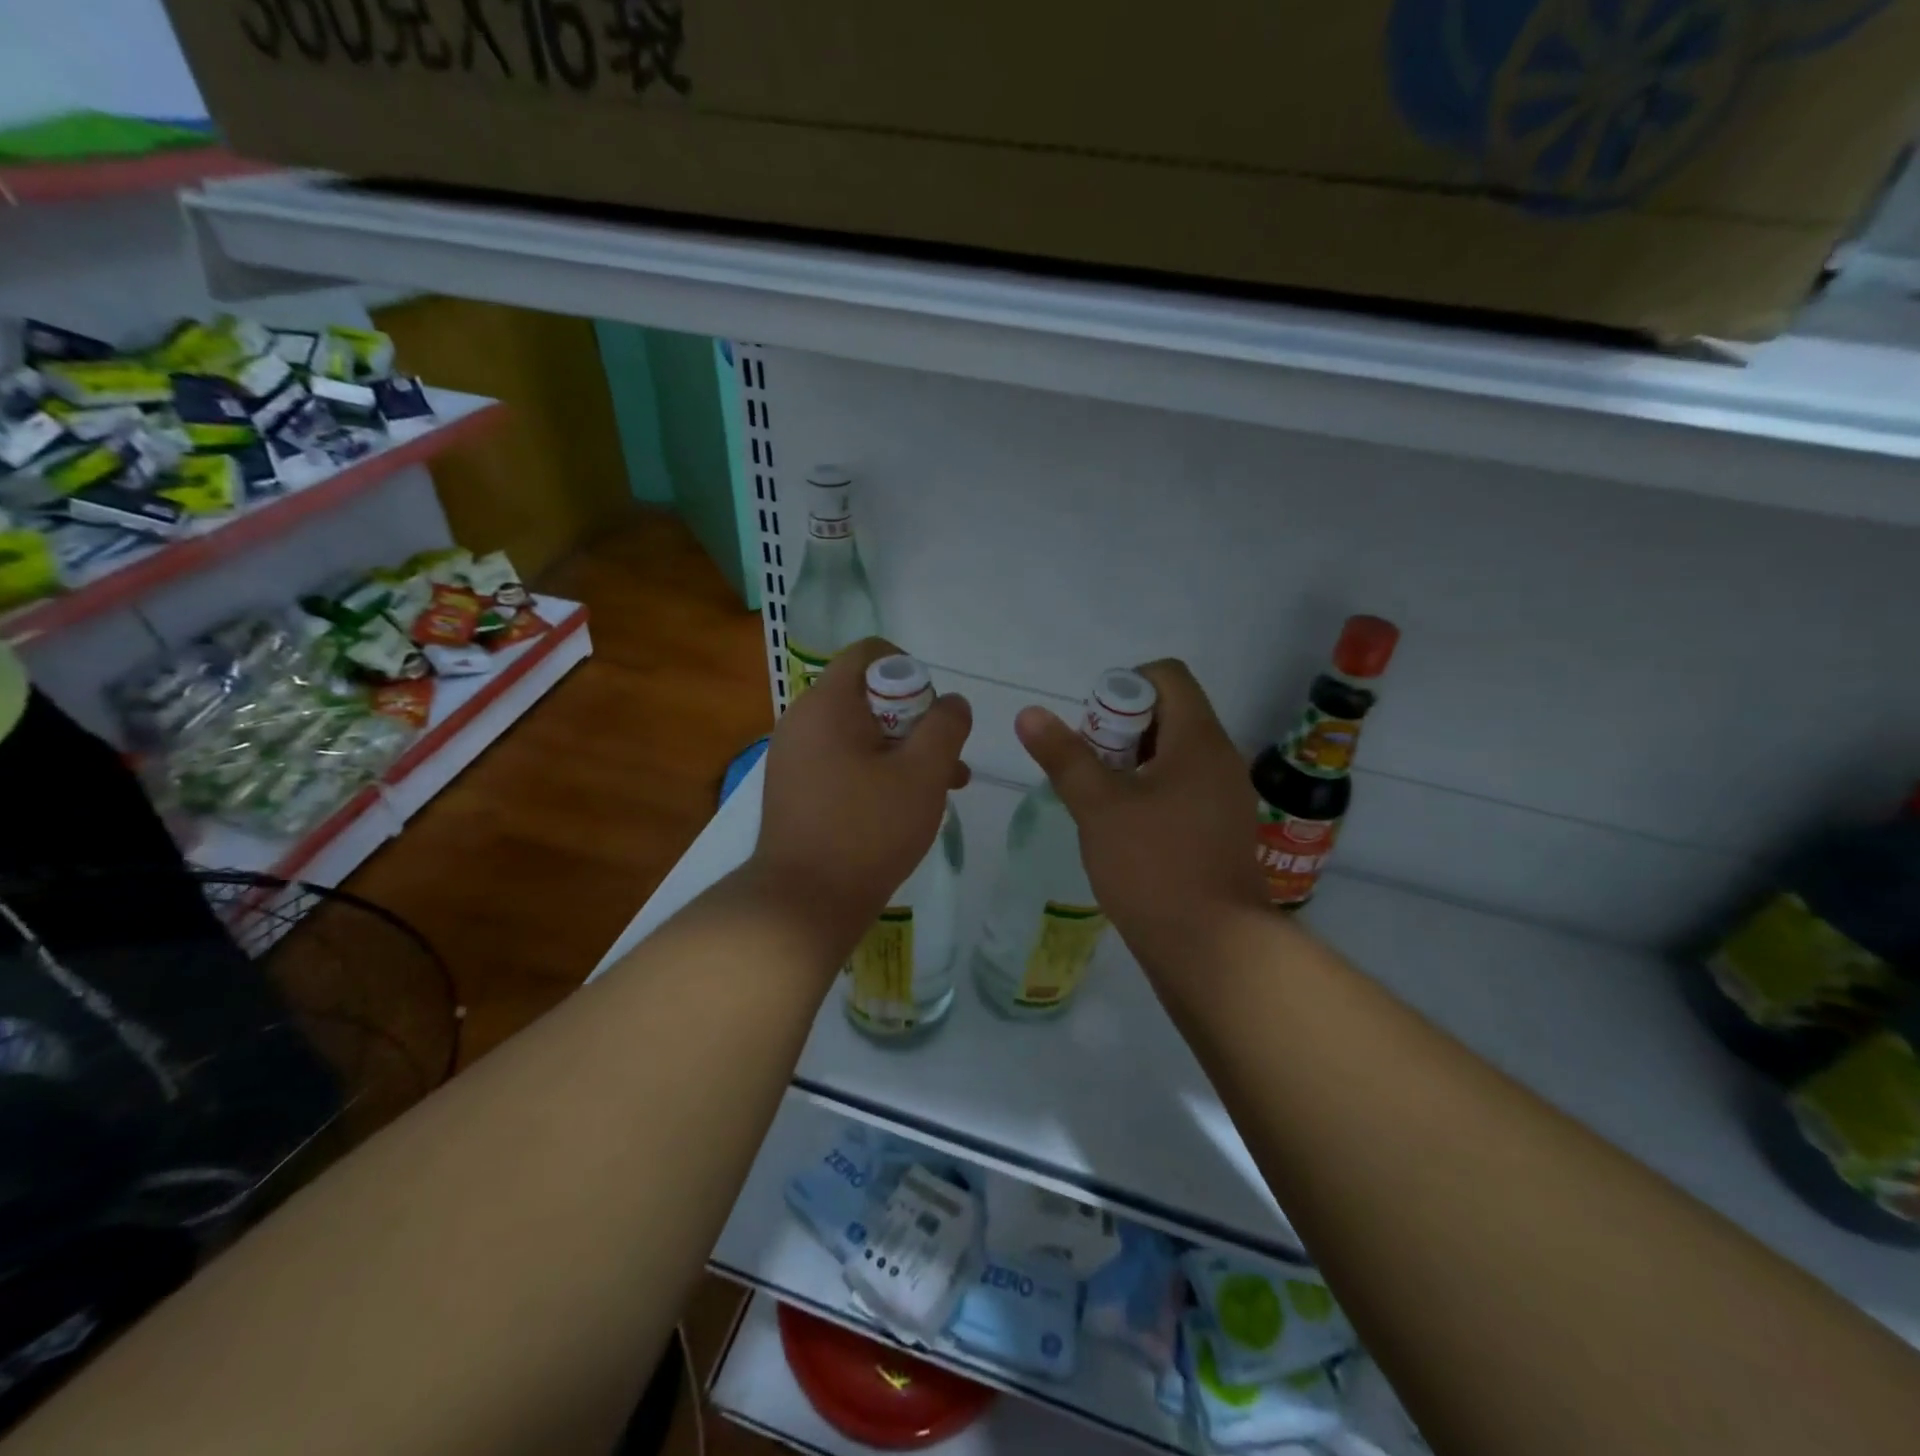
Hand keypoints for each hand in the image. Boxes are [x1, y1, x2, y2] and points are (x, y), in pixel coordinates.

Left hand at [750, 638, 971, 953]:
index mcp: (826, 704)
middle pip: (867, 695)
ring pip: (859, 734)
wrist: (804, 903)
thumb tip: (953, 702)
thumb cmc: (867, 830)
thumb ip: (946, 726)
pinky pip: (842, 762)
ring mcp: (794, 757)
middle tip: (945, 759)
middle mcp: (802, 721)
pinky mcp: (795, 789)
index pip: (870, 653)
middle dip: (915, 720)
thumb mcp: (923, 773)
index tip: (935, 712)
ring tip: (943, 787)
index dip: (911, 671)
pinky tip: (905, 807)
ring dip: (902, 751)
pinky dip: (875, 771)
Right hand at [1015, 659, 1266, 973]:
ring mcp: (1225, 797)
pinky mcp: (1221, 829)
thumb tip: (1029, 713)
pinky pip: (1183, 787)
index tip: (1093, 728)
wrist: (1214, 949)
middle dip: (1121, 728)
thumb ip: (1064, 756)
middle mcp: (1220, 758)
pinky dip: (1150, 791)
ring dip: (1131, 762)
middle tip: (1089, 766)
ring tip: (1099, 798)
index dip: (1124, 686)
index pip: (1168, 676)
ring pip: (1174, 754)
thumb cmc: (1154, 867)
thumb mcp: (1098, 807)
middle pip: (1169, 713)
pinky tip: (1123, 828)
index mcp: (1199, 740)